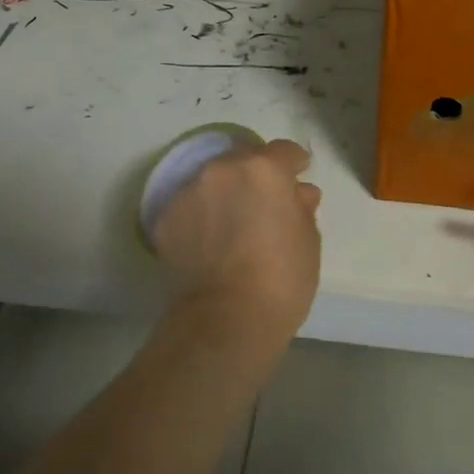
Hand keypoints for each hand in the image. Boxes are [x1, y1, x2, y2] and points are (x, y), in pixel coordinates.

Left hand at [152, 138, 321, 361]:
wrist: (225, 322)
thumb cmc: (281, 279)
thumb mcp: (308, 240)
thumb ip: (302, 207)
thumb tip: (299, 193)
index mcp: (264, 169)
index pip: (284, 151)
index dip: (294, 164)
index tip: (299, 177)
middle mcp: (222, 169)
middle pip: (244, 160)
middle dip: (256, 175)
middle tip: (265, 204)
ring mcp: (189, 191)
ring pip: (213, 181)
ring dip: (226, 193)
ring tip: (234, 225)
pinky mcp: (165, 218)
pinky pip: (191, 206)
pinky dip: (202, 216)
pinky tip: (211, 243)